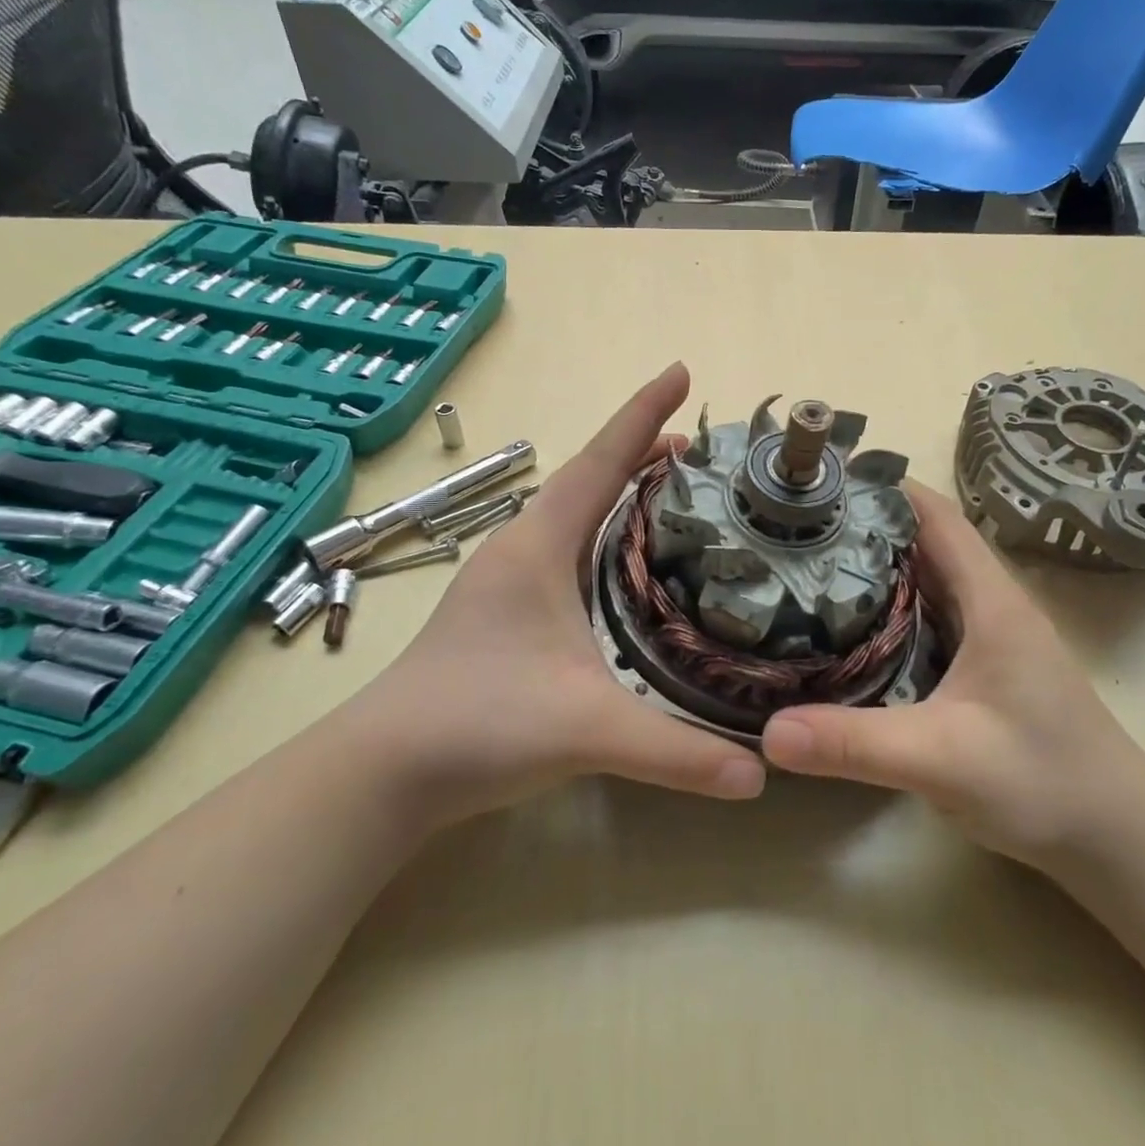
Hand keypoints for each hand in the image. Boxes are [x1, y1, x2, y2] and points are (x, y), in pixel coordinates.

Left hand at [341, 363, 765, 827]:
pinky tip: (627, 564)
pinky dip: (606, 535)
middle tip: (703, 450)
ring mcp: (511, 579)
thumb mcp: (586, 729)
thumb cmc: (477, 723)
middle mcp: (524, 548)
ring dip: (623, 493)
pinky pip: (569, 548)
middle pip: (591, 479)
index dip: (643, 414)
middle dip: (643, 453)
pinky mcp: (509, 610)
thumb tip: (760, 773)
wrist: (383, 770)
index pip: (601, 462)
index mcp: (539, 545)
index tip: (680, 371)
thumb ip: (676, 752)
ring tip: (676, 492)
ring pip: (577, 515)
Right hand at [760, 484, 1144, 871]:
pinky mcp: (983, 665)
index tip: (820, 480)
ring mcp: (990, 634)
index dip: (883, 487)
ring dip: (874, 564)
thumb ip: (856, 743)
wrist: (1117, 837)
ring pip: (925, 577)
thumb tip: (768, 732)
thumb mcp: (941, 760)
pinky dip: (887, 605)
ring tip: (807, 562)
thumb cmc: (1043, 782)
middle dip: (864, 523)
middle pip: (924, 539)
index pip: (936, 515)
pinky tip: (848, 624)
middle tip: (794, 523)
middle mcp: (991, 603)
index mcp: (991, 599)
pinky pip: (927, 615)